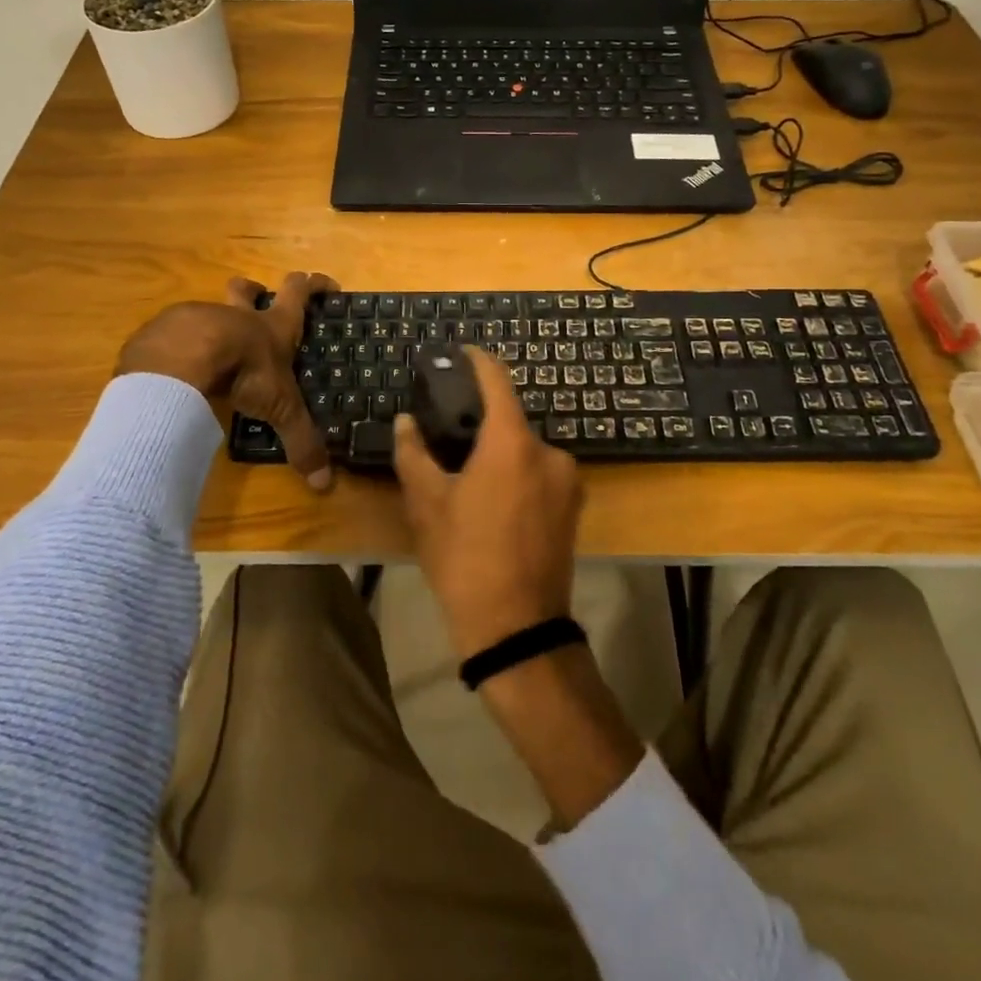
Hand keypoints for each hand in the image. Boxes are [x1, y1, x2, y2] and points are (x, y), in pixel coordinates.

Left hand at [115, 271, 336, 490]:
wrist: (182, 360)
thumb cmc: (244, 372)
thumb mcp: (280, 408)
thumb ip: (301, 442)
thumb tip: (324, 484)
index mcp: (272, 327)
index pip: (299, 293)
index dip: (314, 285)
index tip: (325, 284)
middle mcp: (237, 316)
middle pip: (246, 289)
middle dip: (254, 290)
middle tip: (258, 300)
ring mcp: (198, 318)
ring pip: (210, 310)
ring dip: (215, 321)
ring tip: (212, 349)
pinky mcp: (164, 330)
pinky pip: (175, 333)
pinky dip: (180, 346)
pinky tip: (176, 368)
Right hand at [392, 347, 581, 657]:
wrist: (516, 628)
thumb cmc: (465, 558)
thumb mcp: (427, 504)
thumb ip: (414, 454)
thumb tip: (406, 421)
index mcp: (513, 443)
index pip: (497, 381)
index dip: (478, 361)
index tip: (462, 352)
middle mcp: (550, 452)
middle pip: (511, 420)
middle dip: (482, 422)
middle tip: (449, 432)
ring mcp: (568, 482)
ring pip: (525, 451)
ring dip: (500, 453)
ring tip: (467, 474)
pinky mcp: (574, 507)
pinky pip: (540, 474)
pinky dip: (518, 475)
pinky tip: (494, 501)